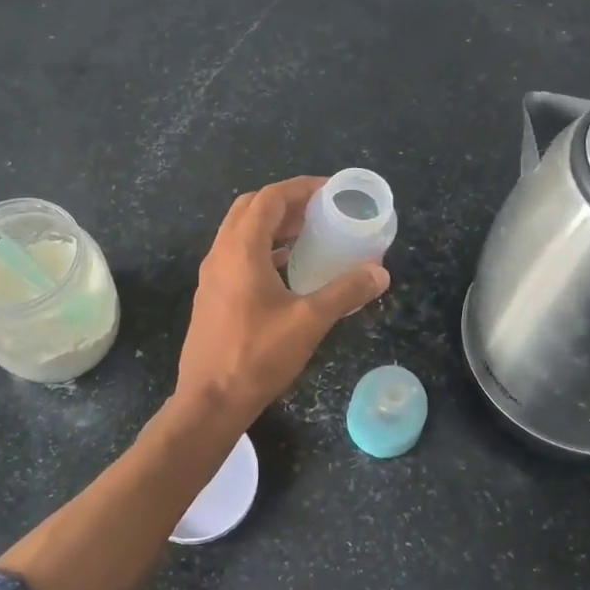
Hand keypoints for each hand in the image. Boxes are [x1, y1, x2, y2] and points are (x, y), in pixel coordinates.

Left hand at [174, 177, 389, 428]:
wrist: (210, 401)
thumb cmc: (257, 356)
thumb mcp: (309, 322)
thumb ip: (345, 292)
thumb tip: (380, 273)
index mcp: (240, 250)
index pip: (268, 199)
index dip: (300, 188)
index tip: (329, 191)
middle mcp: (220, 254)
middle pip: (250, 209)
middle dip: (285, 204)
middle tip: (318, 212)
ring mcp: (212, 276)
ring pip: (240, 233)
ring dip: (272, 227)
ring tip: (307, 236)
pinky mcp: (211, 296)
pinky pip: (236, 256)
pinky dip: (262, 250)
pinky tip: (286, 270)